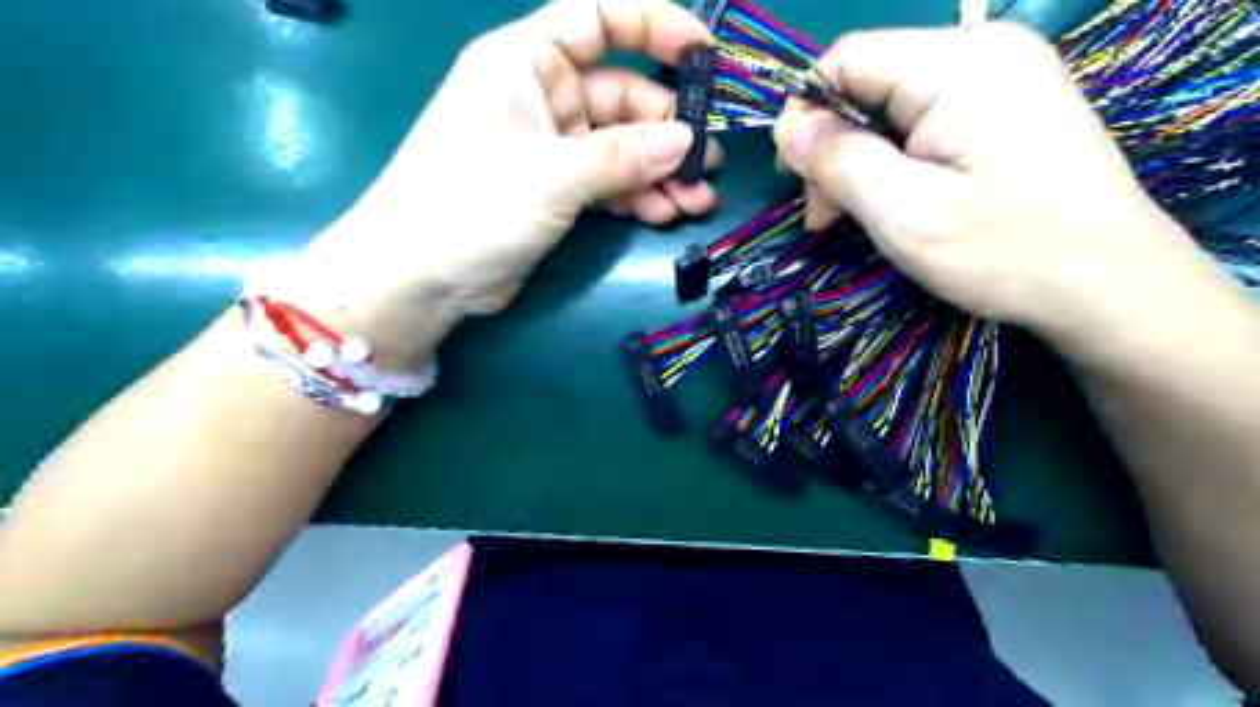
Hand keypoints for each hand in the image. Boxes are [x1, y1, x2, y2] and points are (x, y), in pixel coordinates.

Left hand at [284, 0, 718, 362]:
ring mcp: (550, 148)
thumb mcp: (553, 175)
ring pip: (620, 147)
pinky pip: (607, 182)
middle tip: (707, 164)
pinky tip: (663, 215)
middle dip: (666, 130)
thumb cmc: (471, 205)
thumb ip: (622, 156)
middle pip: (621, 95)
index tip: (704, 56)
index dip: (653, 25)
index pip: (598, 18)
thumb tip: (686, 141)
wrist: (418, 278)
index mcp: (525, 62)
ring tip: (697, 200)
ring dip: (659, 172)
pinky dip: (634, 196)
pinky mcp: (554, 191)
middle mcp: (541, 97)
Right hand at [773, 22, 1203, 347]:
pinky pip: (918, 119)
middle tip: (829, 217)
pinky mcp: (1001, 105)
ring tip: (859, 218)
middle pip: (865, 83)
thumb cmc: (1006, 253)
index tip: (806, 184)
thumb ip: (840, 162)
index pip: (845, 59)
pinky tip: (895, 200)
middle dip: (835, 148)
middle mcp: (981, 50)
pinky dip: (892, 161)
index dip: (809, 117)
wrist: (1107, 285)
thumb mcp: (907, 215)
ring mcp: (997, 75)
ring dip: (859, 161)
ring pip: (886, 105)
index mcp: (960, 65)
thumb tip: (785, 127)